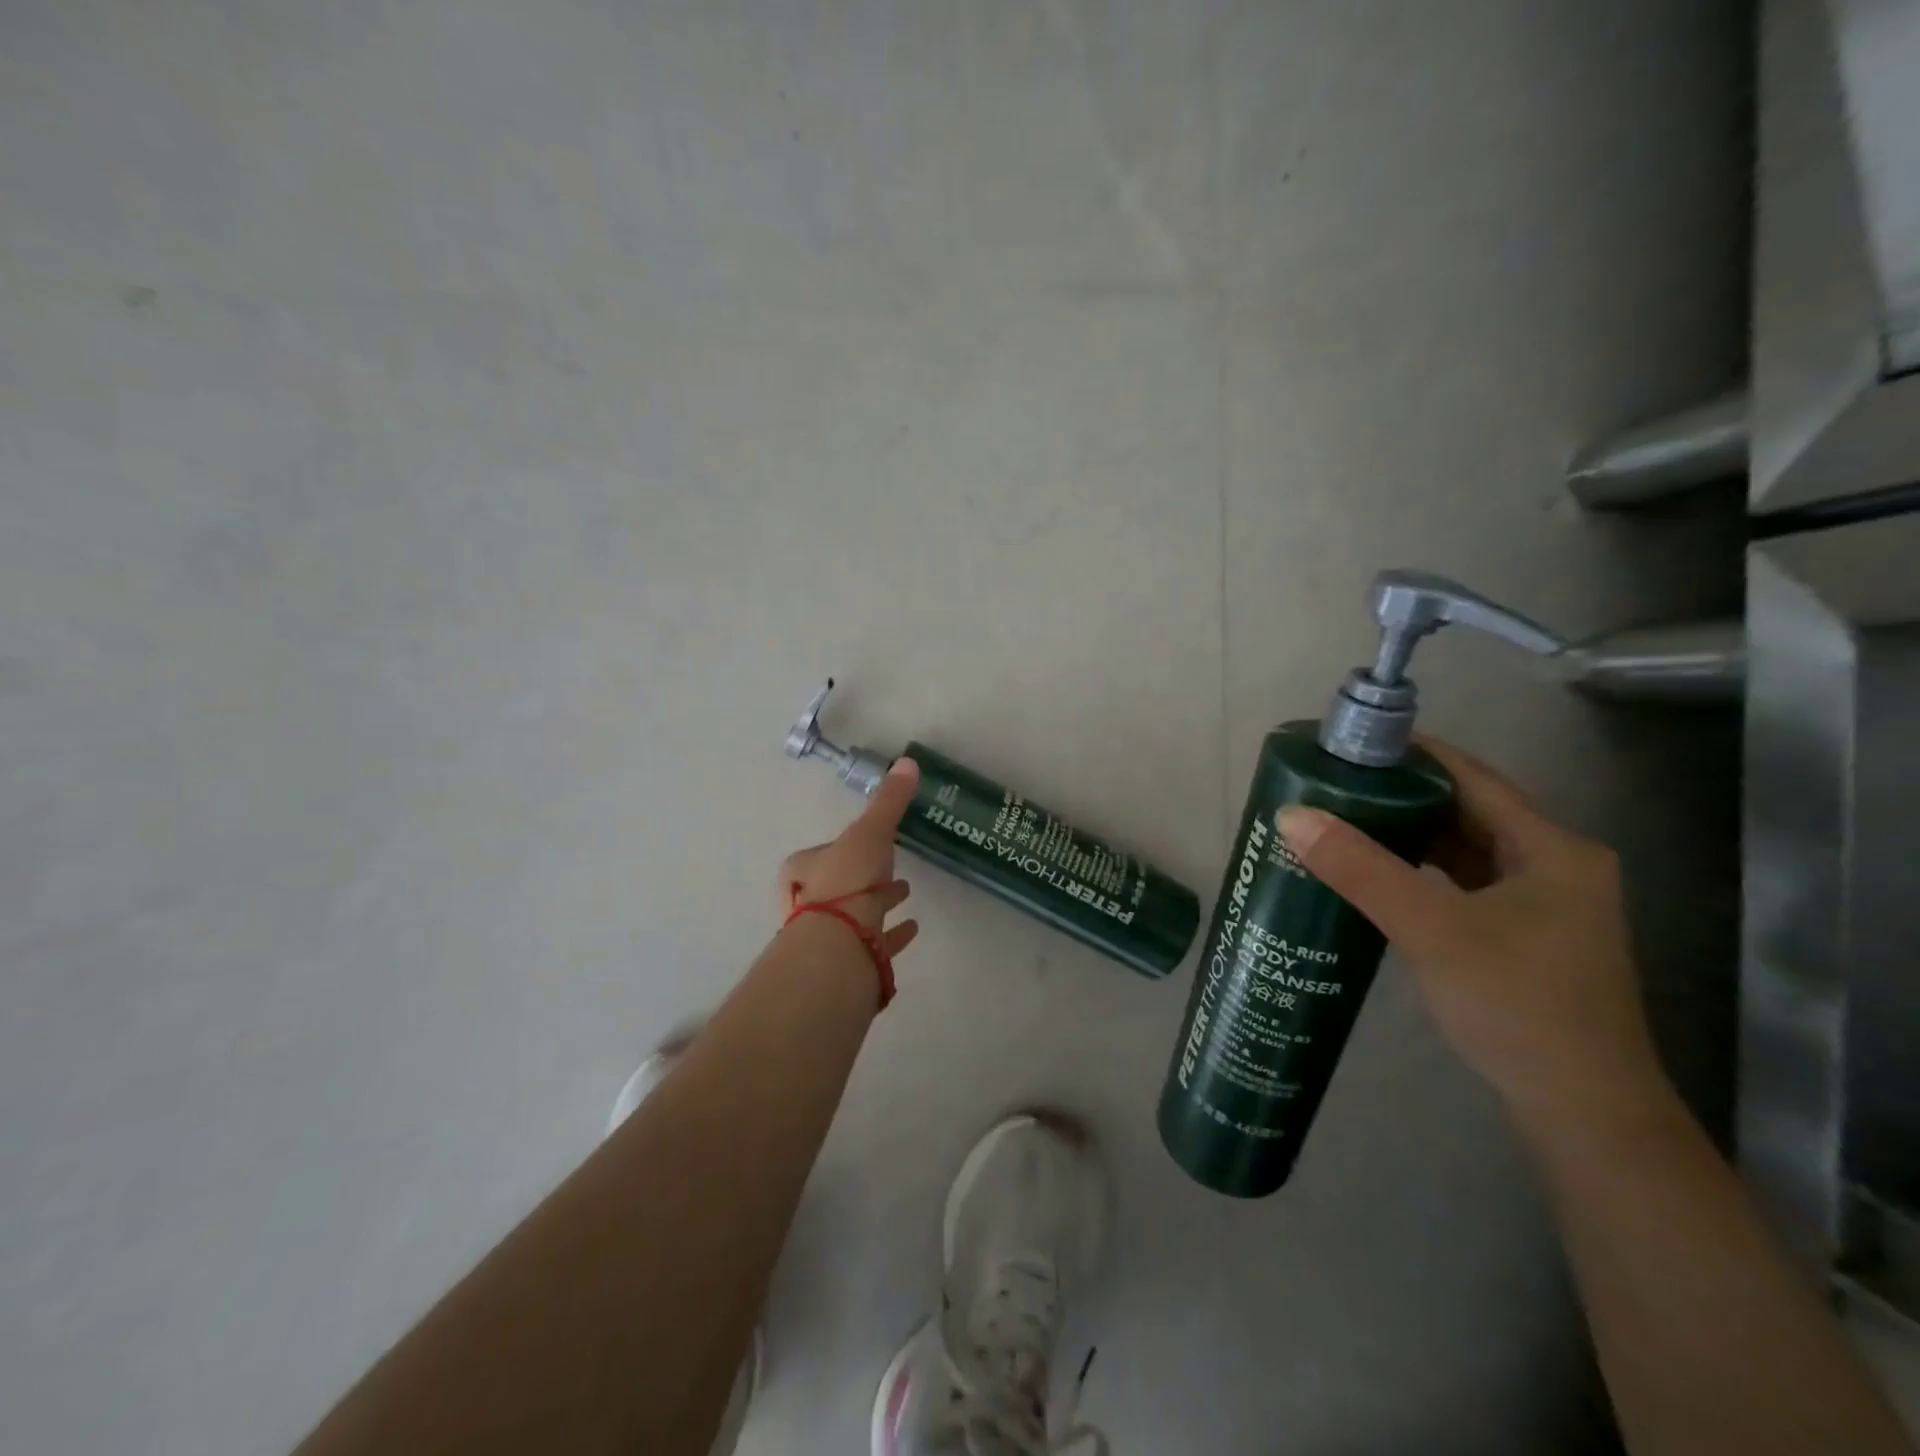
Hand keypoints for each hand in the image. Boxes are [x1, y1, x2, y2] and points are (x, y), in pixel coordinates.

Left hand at [776, 756, 920, 959]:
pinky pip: (874, 942)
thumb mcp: (869, 832)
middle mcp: (809, 902)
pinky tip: (912, 928)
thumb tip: (907, 761)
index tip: (869, 843)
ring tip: (906, 893)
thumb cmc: (846, 880)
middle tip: (889, 869)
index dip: (844, 848)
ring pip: (854, 914)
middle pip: (838, 884)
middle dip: (862, 876)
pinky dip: (892, 934)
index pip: (823, 853)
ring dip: (878, 903)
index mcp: (803, 870)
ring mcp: (828, 936)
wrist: (838, 945)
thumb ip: (889, 801)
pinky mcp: (850, 961)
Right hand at [1276, 738, 1665, 1133]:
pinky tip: (1376, 875)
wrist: (1583, 1114)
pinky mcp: (1522, 936)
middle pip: (1465, 810)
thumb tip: (1291, 815)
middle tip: (1333, 784)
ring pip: (1462, 849)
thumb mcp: (1432, 929)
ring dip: (1407, 834)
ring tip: (1342, 820)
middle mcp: (1554, 866)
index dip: (1411, 753)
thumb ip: (1361, 869)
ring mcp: (1540, 905)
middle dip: (1400, 794)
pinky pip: (1460, 883)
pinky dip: (1419, 871)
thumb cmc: (1519, 1006)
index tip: (1349, 744)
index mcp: (1552, 848)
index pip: (1471, 776)